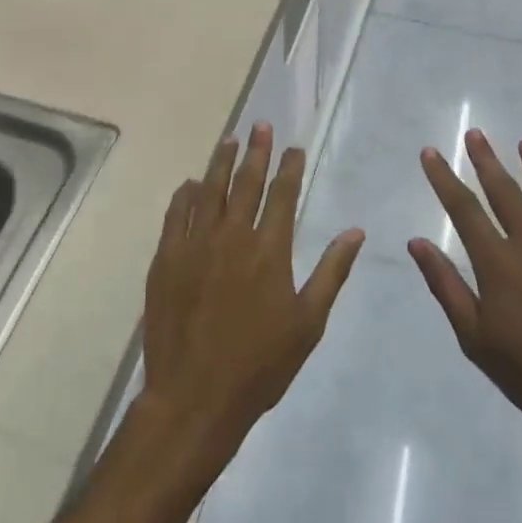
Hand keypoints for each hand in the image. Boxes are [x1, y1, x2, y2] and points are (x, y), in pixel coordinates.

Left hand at [138, 124, 363, 459]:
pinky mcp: (166, 259)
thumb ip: (331, 271)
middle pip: (246, 182)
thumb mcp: (308, 322)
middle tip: (261, 126)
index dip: (289, 167)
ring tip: (229, 139)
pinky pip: (176, 214)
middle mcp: (232, 236)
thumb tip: (355, 231)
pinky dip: (185, 195)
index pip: (282, 194)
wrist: (195, 396)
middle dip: (256, 151)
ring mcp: (195, 245)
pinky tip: (190, 184)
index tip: (293, 147)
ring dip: (221, 163)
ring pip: (209, 190)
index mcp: (269, 250)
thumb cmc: (260, 364)